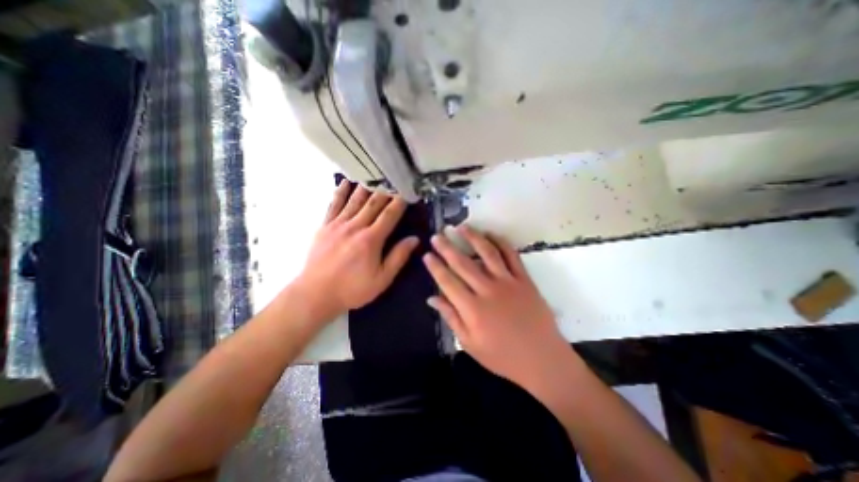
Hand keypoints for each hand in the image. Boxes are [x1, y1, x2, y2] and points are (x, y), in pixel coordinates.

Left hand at [295, 179, 420, 315]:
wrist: (315, 294)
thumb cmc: (353, 289)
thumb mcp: (382, 279)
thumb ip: (398, 257)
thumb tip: (414, 239)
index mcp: (371, 239)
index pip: (389, 215)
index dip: (400, 202)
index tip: (407, 192)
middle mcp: (355, 226)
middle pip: (373, 203)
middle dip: (386, 190)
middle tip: (394, 178)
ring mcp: (338, 224)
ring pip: (355, 200)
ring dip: (366, 186)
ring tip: (374, 174)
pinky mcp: (325, 226)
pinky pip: (334, 204)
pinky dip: (340, 192)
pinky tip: (346, 182)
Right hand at [422, 225, 575, 391]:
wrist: (542, 359)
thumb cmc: (502, 356)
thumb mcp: (470, 343)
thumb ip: (451, 318)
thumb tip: (432, 298)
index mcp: (472, 309)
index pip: (447, 281)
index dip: (435, 267)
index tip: (427, 254)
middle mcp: (488, 290)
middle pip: (463, 263)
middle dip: (447, 247)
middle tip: (437, 235)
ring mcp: (508, 282)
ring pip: (487, 253)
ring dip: (473, 237)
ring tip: (461, 227)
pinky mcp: (524, 279)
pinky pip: (512, 255)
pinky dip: (501, 242)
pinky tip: (491, 234)